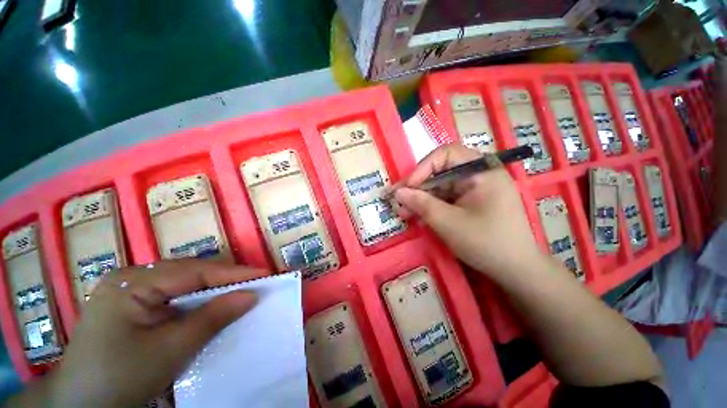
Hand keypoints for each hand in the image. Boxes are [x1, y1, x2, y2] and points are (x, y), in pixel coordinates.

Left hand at [47, 260, 262, 406]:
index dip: (234, 272)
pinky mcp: (133, 306)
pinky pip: (174, 296)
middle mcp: (132, 278)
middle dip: (225, 279)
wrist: (81, 407)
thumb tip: (251, 295)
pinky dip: (198, 301)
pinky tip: (210, 307)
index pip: (195, 271)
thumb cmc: (120, 378)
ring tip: (239, 293)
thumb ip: (213, 318)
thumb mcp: (171, 350)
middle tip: (256, 284)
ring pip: (184, 283)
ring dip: (213, 290)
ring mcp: (130, 291)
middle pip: (190, 273)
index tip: (265, 274)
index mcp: (132, 282)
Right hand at [393, 144, 544, 281]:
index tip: (407, 188)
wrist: (516, 271)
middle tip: (397, 202)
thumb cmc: (485, 243)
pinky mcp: (471, 202)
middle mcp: (479, 174)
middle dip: (417, 188)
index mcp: (482, 170)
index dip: (422, 168)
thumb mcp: (448, 222)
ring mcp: (475, 189)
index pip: (445, 155)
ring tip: (403, 213)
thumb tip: (398, 192)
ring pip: (440, 187)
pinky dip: (431, 207)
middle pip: (440, 171)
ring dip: (421, 199)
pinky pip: (446, 198)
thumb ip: (421, 204)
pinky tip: (418, 217)